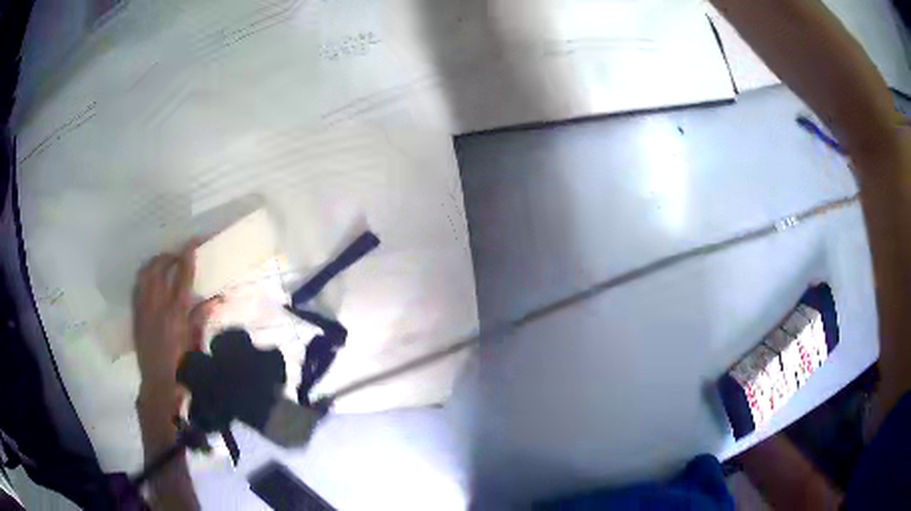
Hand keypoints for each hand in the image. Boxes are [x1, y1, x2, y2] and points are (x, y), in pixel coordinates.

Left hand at [132, 242, 219, 405]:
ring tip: (162, 262)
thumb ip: (202, 316)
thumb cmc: (182, 366)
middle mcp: (157, 305)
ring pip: (145, 274)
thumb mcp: (196, 342)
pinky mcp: (136, 314)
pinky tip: (149, 279)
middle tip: (177, 254)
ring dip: (154, 263)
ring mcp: (144, 308)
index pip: (181, 275)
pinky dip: (144, 277)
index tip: (192, 241)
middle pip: (159, 268)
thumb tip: (218, 298)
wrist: (158, 383)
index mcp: (175, 312)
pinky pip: (137, 286)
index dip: (187, 255)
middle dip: (168, 255)